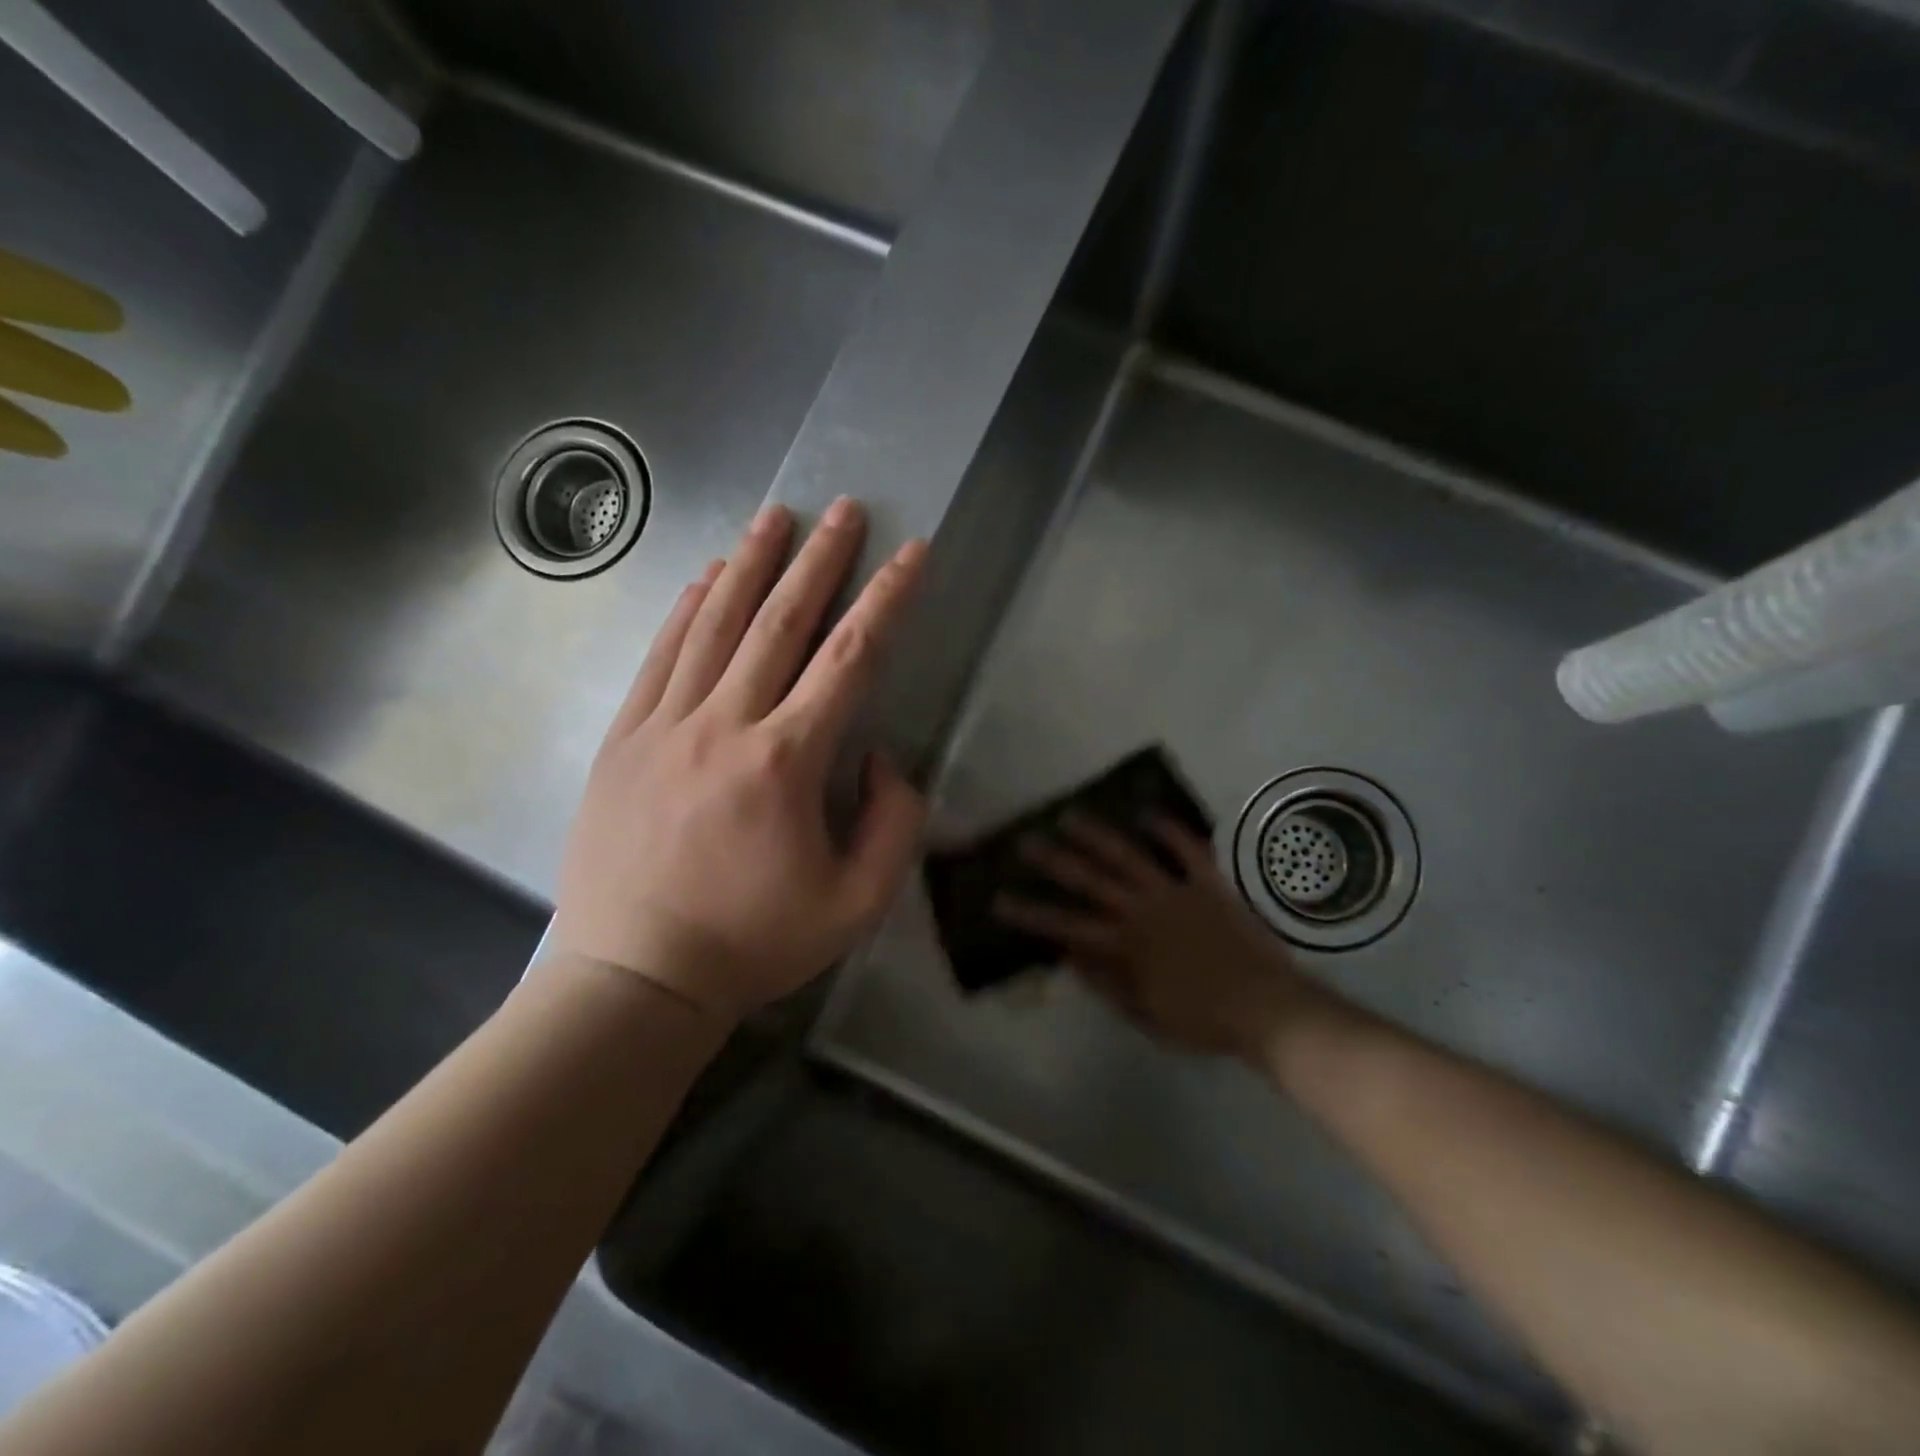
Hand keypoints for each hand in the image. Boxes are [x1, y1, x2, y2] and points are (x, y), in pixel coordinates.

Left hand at [550, 498, 928, 1023]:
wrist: (637, 977)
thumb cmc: (755, 943)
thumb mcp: (858, 904)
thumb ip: (893, 823)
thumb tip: (877, 756)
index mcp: (787, 762)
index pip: (849, 659)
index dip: (887, 600)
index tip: (910, 553)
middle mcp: (725, 725)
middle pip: (780, 623)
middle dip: (819, 560)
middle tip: (844, 509)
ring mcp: (665, 726)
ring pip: (715, 625)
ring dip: (752, 565)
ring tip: (776, 516)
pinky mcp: (624, 739)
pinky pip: (660, 657)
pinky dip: (687, 610)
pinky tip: (707, 576)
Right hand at [995, 815, 1311, 1059]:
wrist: (1267, 1009)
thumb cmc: (1201, 1020)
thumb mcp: (1145, 1014)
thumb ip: (1106, 983)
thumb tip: (1069, 954)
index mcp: (1126, 946)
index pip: (1066, 926)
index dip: (1031, 914)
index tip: (1000, 900)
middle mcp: (1143, 910)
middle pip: (1090, 881)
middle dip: (1054, 861)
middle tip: (1026, 841)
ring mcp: (1176, 892)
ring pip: (1128, 857)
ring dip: (1097, 835)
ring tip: (1071, 815)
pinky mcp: (1209, 884)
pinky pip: (1187, 850)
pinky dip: (1168, 830)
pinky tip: (1147, 813)